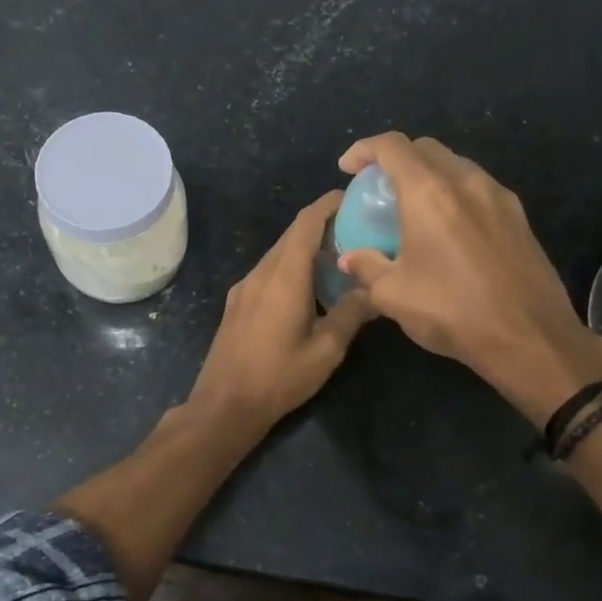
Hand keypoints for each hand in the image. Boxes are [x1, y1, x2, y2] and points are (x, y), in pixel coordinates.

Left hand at [185, 191, 372, 433]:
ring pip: (279, 253)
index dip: (328, 204)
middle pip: (292, 235)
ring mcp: (244, 287)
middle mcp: (261, 272)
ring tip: (338, 257)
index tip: (352, 196)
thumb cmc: (279, 377)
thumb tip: (376, 290)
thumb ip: (351, 314)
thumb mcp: (326, 350)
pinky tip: (308, 287)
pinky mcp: (237, 302)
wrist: (224, 404)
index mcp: (284, 276)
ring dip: (306, 247)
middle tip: (356, 229)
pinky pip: (268, 271)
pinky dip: (290, 266)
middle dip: (322, 224)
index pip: (306, 223)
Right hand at [336, 132, 601, 425]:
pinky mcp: (519, 217)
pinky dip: (454, 193)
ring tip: (413, 207)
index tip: (348, 168)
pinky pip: (478, 188)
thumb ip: (366, 267)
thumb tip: (350, 258)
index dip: (364, 149)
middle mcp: (466, 182)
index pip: (392, 146)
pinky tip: (448, 227)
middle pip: (426, 148)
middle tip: (379, 187)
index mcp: (429, 193)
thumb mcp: (393, 294)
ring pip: (456, 165)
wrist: (530, 339)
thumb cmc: (453, 312)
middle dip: (396, 158)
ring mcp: (498, 197)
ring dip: (428, 174)